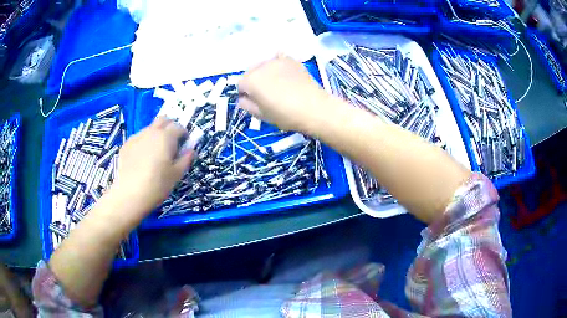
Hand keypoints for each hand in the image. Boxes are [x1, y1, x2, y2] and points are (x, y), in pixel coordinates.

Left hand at [110, 117, 193, 218]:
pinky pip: (139, 138)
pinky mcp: (126, 145)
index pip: (178, 127)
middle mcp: (151, 132)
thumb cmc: (157, 185)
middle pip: (163, 119)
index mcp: (166, 137)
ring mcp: (137, 137)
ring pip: (150, 128)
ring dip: (156, 134)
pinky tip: (142, 159)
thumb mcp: (176, 175)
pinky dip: (144, 142)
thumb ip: (186, 160)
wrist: (130, 194)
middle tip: (172, 142)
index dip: (183, 134)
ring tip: (155, 153)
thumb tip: (191, 151)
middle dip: (170, 126)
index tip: (184, 144)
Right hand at [238, 54, 329, 132]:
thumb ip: (246, 105)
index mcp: (251, 80)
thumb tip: (243, 98)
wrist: (314, 108)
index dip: (246, 94)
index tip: (255, 101)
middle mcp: (261, 66)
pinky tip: (286, 77)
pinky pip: (278, 61)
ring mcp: (277, 61)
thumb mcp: (261, 115)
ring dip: (266, 74)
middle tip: (267, 94)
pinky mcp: (291, 60)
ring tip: (279, 85)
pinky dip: (278, 67)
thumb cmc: (285, 115)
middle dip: (255, 82)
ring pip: (264, 66)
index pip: (240, 84)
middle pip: (251, 72)